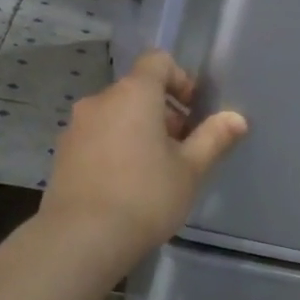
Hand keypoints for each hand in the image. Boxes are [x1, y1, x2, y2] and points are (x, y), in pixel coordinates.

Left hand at [41, 50, 247, 266]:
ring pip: (116, 116)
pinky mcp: (63, 154)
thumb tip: (236, 118)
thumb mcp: (190, 169)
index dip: (180, 78)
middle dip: (164, 112)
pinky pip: (98, 138)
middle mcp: (100, 101)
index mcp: (133, 94)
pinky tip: (129, 184)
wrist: (83, 237)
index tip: (194, 110)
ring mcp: (76, 128)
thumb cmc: (146, 196)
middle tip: (183, 148)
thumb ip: (214, 138)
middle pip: (137, 91)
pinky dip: (117, 148)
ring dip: (140, 131)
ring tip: (157, 170)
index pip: (157, 61)